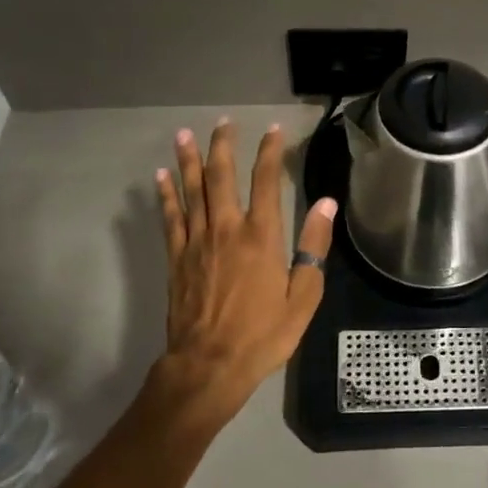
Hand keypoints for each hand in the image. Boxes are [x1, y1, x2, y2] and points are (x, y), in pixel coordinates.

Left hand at [155, 120, 337, 420]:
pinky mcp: (176, 257)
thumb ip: (314, 246)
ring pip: (192, 189)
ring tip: (184, 134)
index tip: (273, 130)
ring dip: (188, 159)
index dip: (270, 151)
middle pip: (222, 175)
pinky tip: (161, 176)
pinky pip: (170, 217)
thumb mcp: (303, 296)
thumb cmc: (263, 334)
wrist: (209, 365)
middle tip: (224, 122)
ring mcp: (197, 241)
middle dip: (223, 145)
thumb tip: (327, 203)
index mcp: (262, 235)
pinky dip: (166, 194)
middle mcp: (227, 228)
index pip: (266, 180)